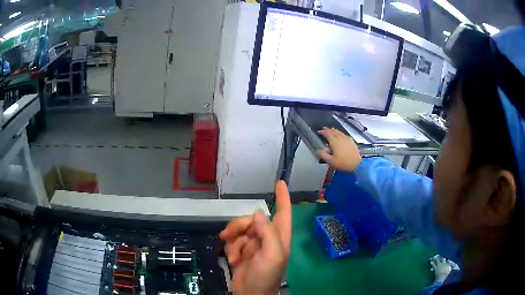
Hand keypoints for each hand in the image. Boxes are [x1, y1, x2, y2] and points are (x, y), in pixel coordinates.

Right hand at [219, 181, 291, 294]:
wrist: (250, 293)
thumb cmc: (266, 275)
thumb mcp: (273, 255)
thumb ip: (268, 233)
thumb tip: (259, 213)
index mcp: (279, 237)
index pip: (283, 212)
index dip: (282, 197)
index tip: (280, 182)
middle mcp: (267, 237)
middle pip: (252, 219)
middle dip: (239, 226)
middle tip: (228, 235)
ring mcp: (253, 244)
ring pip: (240, 229)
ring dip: (233, 240)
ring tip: (233, 255)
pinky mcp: (241, 250)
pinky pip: (233, 240)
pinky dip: (230, 248)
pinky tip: (232, 260)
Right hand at [317, 127, 361, 171]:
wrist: (356, 164)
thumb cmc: (343, 163)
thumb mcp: (331, 161)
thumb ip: (323, 155)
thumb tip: (318, 150)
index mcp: (334, 142)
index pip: (327, 134)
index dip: (322, 132)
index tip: (319, 131)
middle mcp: (340, 138)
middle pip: (333, 131)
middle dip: (328, 129)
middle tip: (324, 129)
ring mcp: (347, 139)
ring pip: (339, 132)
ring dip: (334, 130)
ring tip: (331, 130)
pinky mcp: (351, 141)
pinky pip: (344, 134)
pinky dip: (340, 133)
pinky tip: (341, 135)